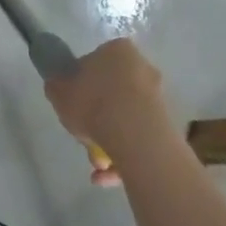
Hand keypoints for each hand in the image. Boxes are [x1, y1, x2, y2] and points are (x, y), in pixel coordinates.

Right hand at [44, 37, 173, 185]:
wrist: (136, 137)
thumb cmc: (94, 104)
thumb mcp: (59, 92)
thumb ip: (57, 86)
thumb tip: (59, 86)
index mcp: (118, 50)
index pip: (95, 62)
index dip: (81, 83)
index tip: (73, 103)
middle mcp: (142, 67)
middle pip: (112, 92)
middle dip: (97, 118)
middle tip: (83, 137)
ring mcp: (158, 97)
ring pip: (126, 118)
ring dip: (109, 141)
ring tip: (97, 166)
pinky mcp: (168, 124)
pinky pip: (139, 137)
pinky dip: (124, 155)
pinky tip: (108, 176)